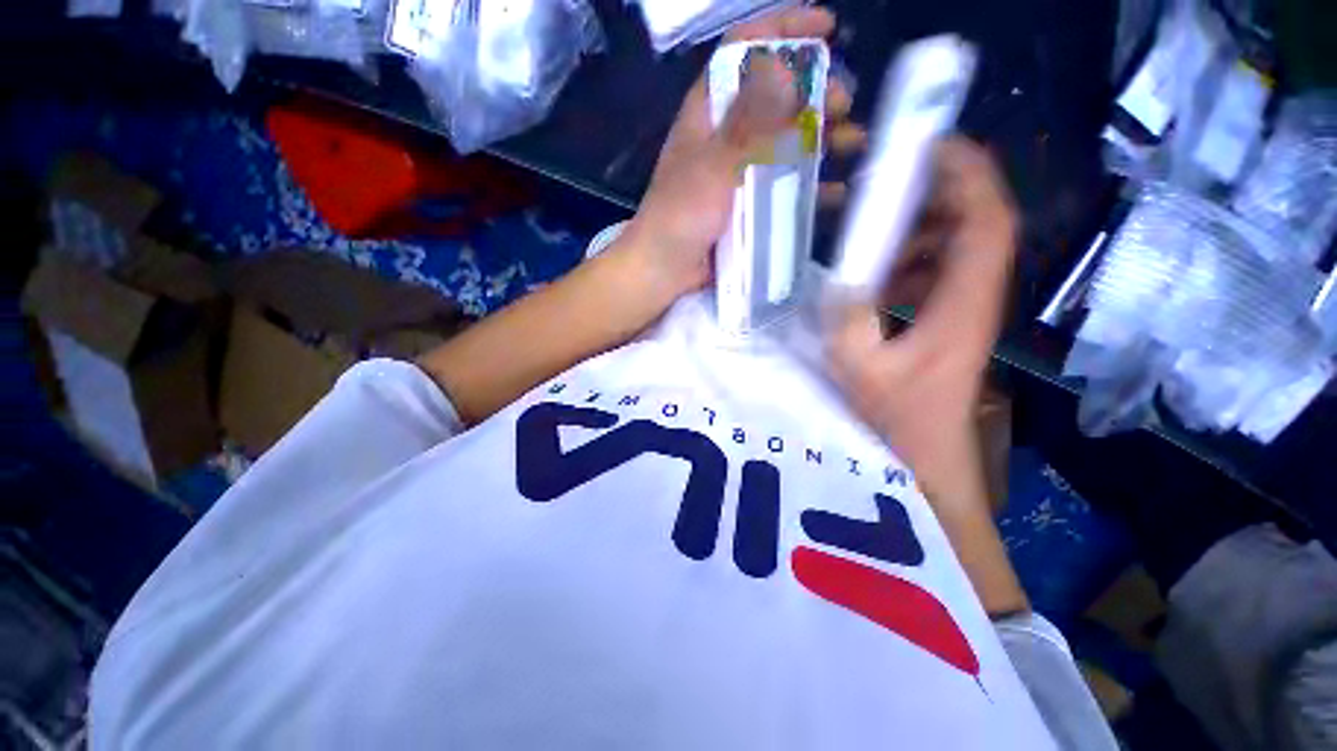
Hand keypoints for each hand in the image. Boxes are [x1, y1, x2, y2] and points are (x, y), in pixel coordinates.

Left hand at [613, 7, 866, 301]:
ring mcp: (739, 172)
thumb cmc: (681, 215)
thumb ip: (748, 123)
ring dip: (821, 139)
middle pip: (775, 98)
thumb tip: (785, 70)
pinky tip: (835, 192)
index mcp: (709, 113)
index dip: (784, 30)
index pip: (745, 51)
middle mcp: (726, 136)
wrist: (665, 270)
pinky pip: (785, 187)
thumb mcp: (713, 165)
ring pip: (786, 143)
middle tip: (843, 104)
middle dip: (814, 93)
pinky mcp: (748, 205)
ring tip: (852, 143)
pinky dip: (811, 187)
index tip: (827, 27)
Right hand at [826, 139, 1017, 513]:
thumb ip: (848, 320)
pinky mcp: (949, 317)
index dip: (967, 174)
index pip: (987, 219)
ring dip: (917, 229)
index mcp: (963, 303)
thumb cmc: (899, 415)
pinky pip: (937, 270)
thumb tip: (839, 278)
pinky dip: (908, 260)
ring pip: (955, 244)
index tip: (928, 146)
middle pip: (975, 221)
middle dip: (934, 192)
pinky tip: (875, 276)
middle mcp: (974, 295)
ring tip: (870, 234)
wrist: (926, 451)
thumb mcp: (860, 367)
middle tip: (882, 187)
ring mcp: (964, 305)